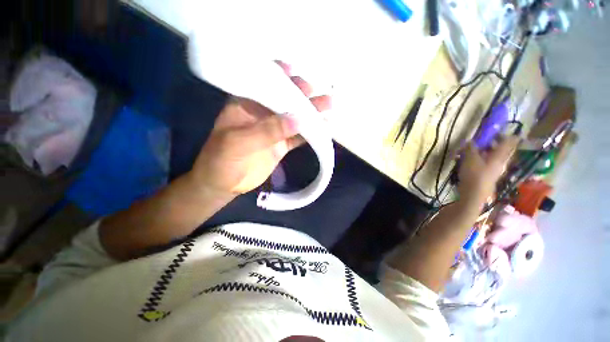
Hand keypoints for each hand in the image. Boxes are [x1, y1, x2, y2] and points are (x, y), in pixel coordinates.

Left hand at [188, 61, 331, 196]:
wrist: (225, 183)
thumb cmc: (222, 159)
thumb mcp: (239, 142)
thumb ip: (268, 130)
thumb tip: (298, 120)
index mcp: (246, 104)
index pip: (262, 84)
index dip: (278, 76)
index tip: (295, 72)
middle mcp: (262, 113)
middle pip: (284, 100)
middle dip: (301, 94)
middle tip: (318, 92)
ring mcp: (274, 130)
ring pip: (295, 118)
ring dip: (311, 113)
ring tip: (328, 105)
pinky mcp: (281, 145)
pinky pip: (298, 137)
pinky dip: (310, 133)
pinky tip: (324, 128)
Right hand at [458, 136, 519, 200]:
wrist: (473, 194)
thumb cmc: (474, 174)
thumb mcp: (470, 158)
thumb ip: (470, 148)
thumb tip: (470, 141)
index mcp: (500, 155)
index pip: (510, 141)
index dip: (504, 134)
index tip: (494, 131)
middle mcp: (501, 161)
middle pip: (501, 149)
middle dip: (491, 143)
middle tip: (480, 141)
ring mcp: (495, 170)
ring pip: (493, 157)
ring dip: (484, 152)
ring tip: (471, 151)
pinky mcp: (488, 176)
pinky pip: (486, 164)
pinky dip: (480, 160)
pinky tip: (469, 161)